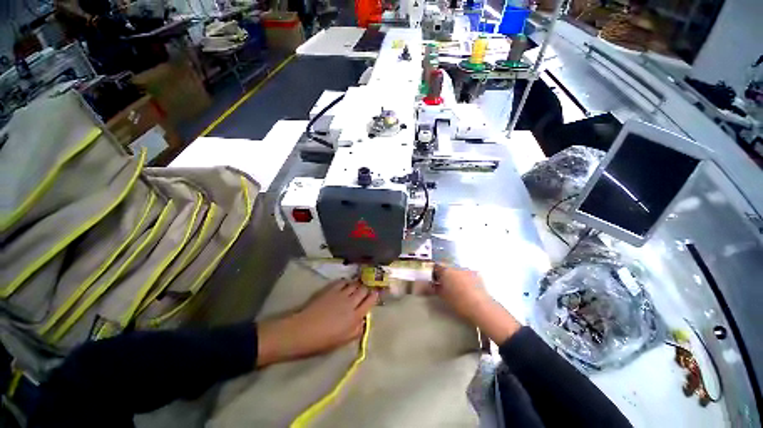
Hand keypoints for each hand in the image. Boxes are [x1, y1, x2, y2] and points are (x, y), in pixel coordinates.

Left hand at [257, 280, 377, 366]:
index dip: (374, 295)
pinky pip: (343, 281)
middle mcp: (351, 302)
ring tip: (356, 287)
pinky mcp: (331, 289)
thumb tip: (364, 320)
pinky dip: (346, 282)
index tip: (374, 294)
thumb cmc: (323, 340)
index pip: (371, 300)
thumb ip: (357, 330)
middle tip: (365, 290)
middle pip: (364, 289)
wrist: (303, 330)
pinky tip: (345, 285)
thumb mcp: (344, 340)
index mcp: (356, 316)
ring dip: (357, 284)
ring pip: (355, 284)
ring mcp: (341, 293)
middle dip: (366, 289)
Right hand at [432, 264, 490, 323]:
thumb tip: (432, 286)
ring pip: (457, 270)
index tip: (434, 280)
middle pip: (447, 268)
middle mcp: (456, 267)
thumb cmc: (459, 302)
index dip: (434, 273)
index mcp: (445, 270)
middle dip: (445, 274)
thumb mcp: (443, 296)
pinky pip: (467, 274)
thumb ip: (435, 288)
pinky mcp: (477, 274)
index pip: (436, 267)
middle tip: (444, 284)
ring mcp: (467, 269)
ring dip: (455, 276)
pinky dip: (465, 279)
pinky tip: (466, 288)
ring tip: (456, 287)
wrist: (480, 307)